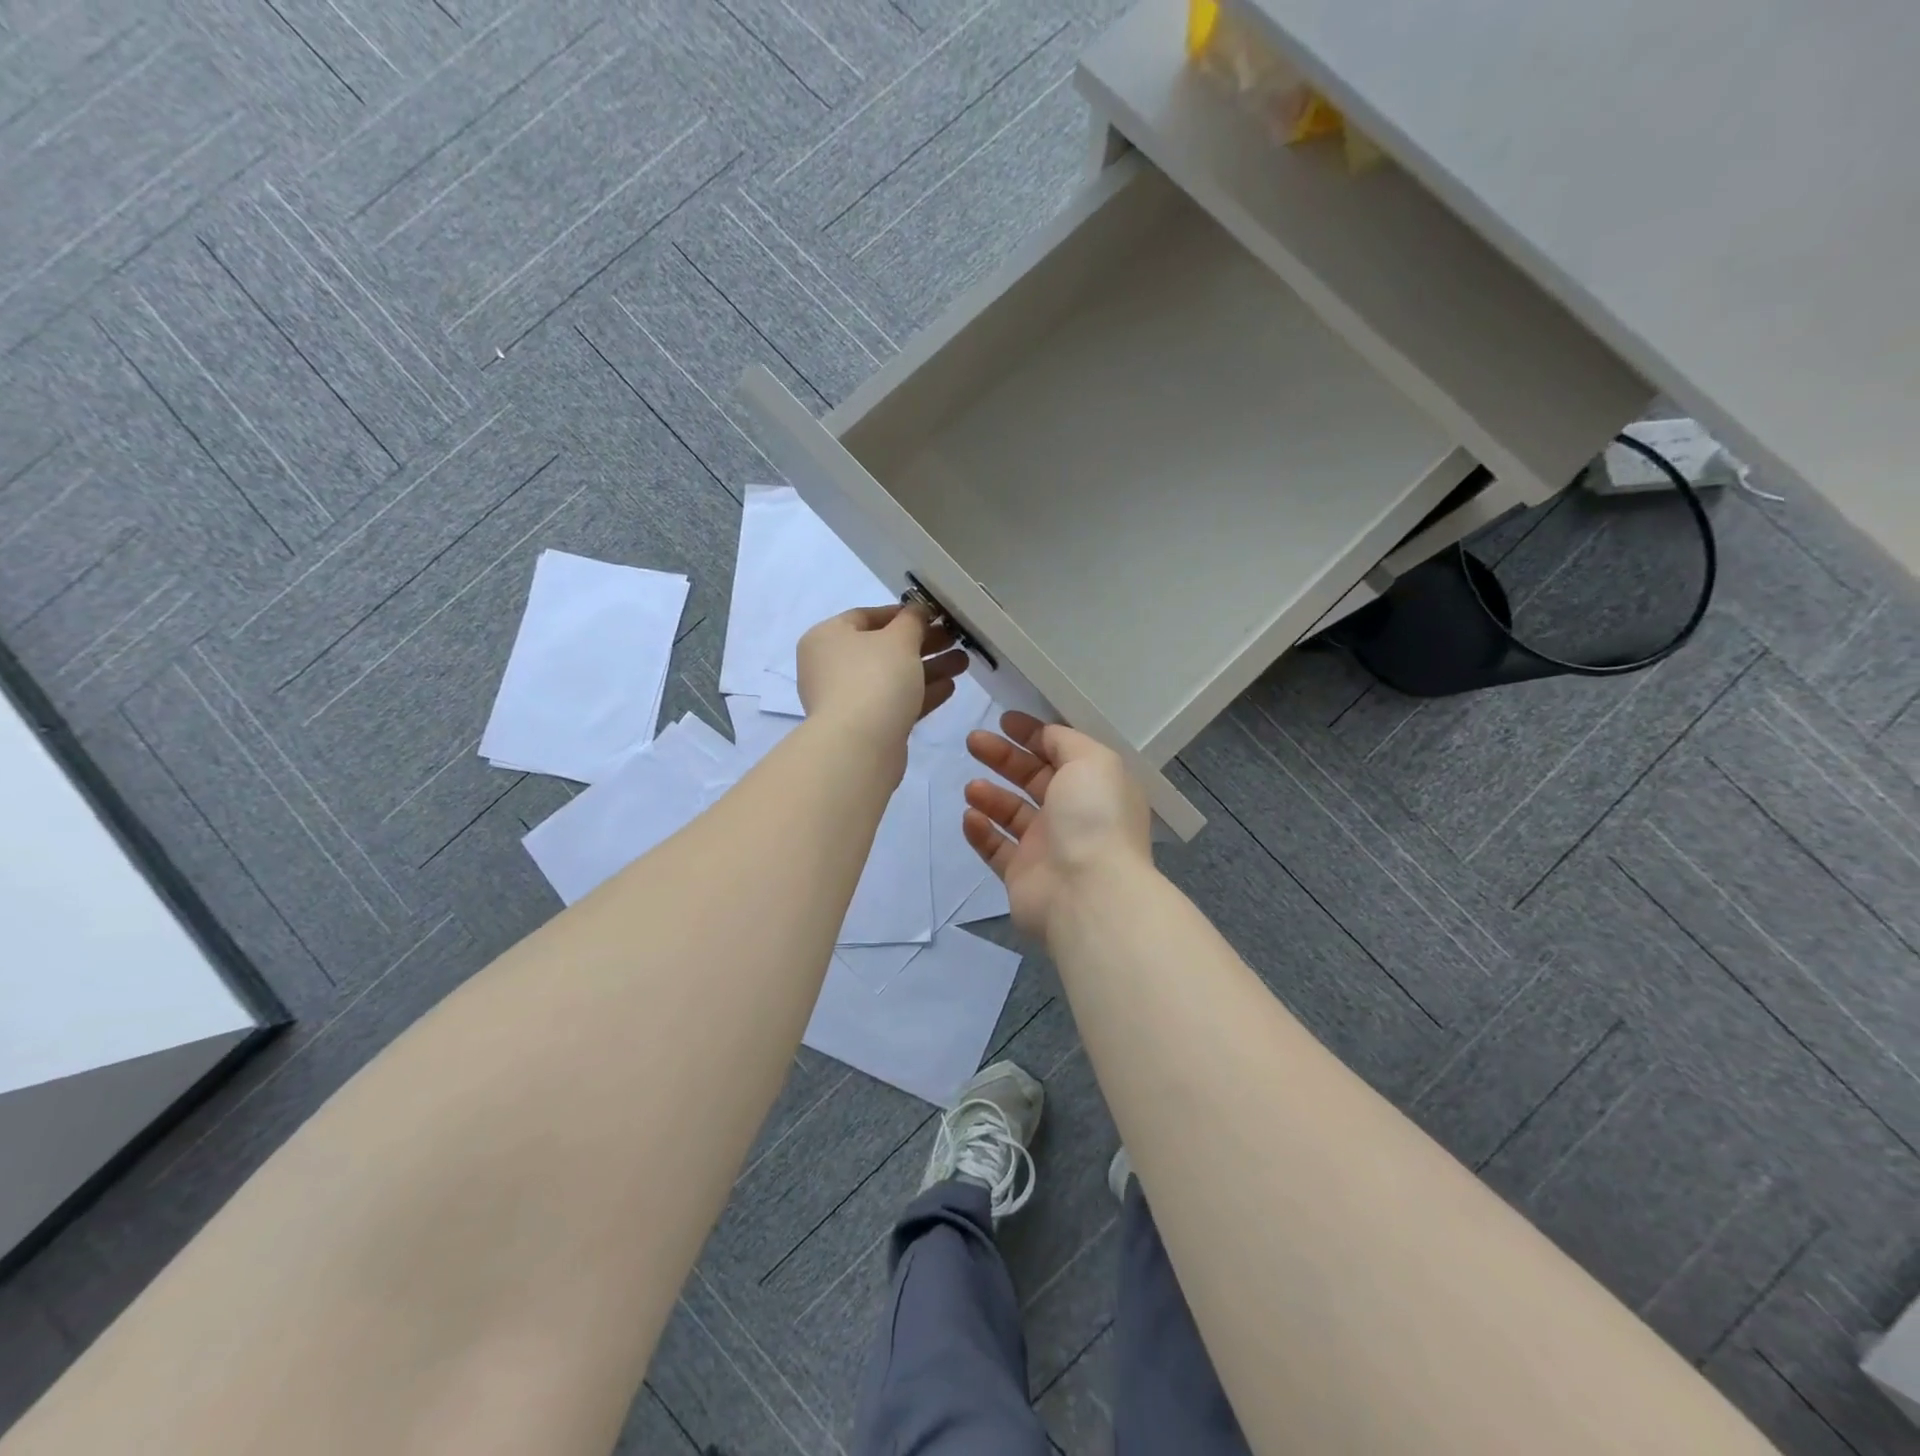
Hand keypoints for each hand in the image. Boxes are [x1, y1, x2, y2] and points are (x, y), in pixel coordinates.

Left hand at [796, 604, 966, 753]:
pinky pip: (895, 702)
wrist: (859, 746)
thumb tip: (918, 610)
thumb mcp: (899, 639)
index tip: (934, 615)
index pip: (866, 616)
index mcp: (827, 637)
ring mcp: (847, 699)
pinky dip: (921, 693)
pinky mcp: (865, 726)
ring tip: (963, 662)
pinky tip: (950, 687)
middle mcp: (831, 666)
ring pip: (893, 677)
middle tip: (956, 639)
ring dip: (928, 668)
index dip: (903, 613)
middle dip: (923, 643)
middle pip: (883, 648)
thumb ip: (912, 620)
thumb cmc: (874, 679)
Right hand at [963, 711, 1152, 937]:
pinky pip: (996, 848)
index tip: (1003, 721)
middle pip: (1032, 778)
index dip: (1033, 734)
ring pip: (1012, 813)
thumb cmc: (1093, 817)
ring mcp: (1047, 847)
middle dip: (1003, 757)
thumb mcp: (1092, 760)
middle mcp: (1074, 815)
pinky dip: (981, 831)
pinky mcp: (1022, 875)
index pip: (1061, 753)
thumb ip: (1066, 741)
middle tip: (973, 741)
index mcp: (1095, 786)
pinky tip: (970, 817)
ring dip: (990, 795)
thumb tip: (1045, 734)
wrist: (1087, 893)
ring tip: (972, 787)